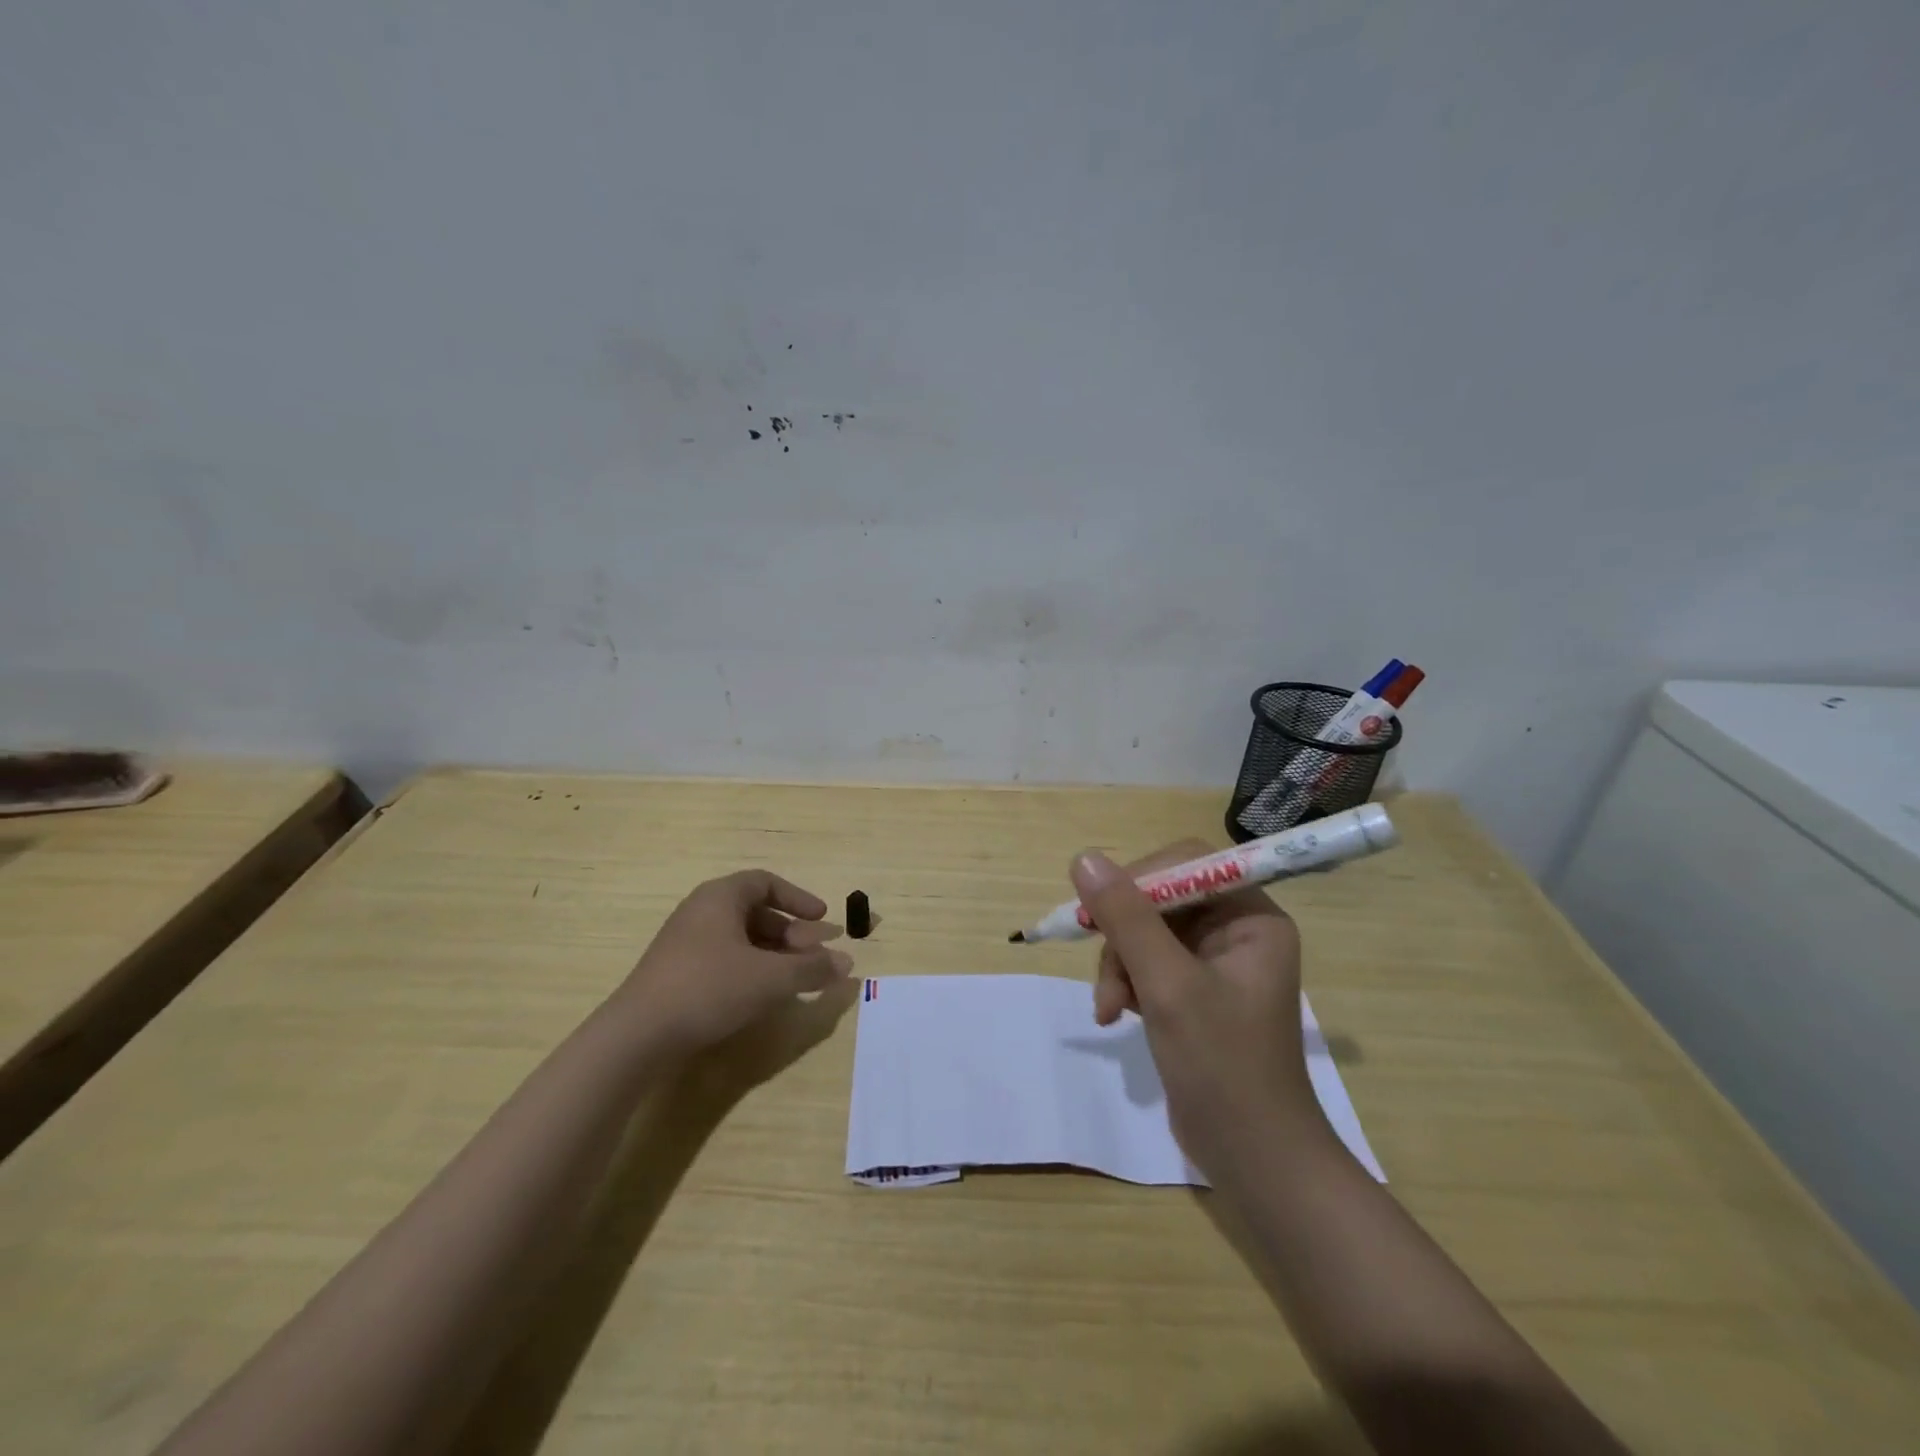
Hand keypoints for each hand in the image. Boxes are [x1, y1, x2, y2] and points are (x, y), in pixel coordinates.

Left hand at [615, 870, 853, 1056]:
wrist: (637, 1035)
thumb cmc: (709, 989)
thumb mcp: (770, 979)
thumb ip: (811, 969)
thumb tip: (847, 963)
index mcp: (720, 897)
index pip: (766, 883)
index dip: (799, 899)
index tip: (822, 919)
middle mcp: (700, 911)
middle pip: (755, 912)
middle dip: (791, 933)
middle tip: (814, 956)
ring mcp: (684, 942)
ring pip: (740, 938)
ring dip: (773, 954)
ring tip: (795, 979)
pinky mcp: (676, 972)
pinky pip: (723, 958)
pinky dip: (750, 969)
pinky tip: (761, 995)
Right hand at [1074, 841, 1318, 1176]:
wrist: (1254, 1161)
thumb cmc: (1223, 1066)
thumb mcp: (1168, 986)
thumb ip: (1127, 918)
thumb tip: (1083, 858)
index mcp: (1252, 918)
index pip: (1187, 864)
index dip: (1139, 879)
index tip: (1099, 909)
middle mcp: (1236, 931)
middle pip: (1160, 899)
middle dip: (1124, 937)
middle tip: (1103, 972)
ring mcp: (1215, 963)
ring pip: (1145, 933)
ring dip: (1119, 966)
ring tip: (1109, 1009)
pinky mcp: (1194, 992)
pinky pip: (1147, 963)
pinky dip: (1126, 984)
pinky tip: (1116, 1015)